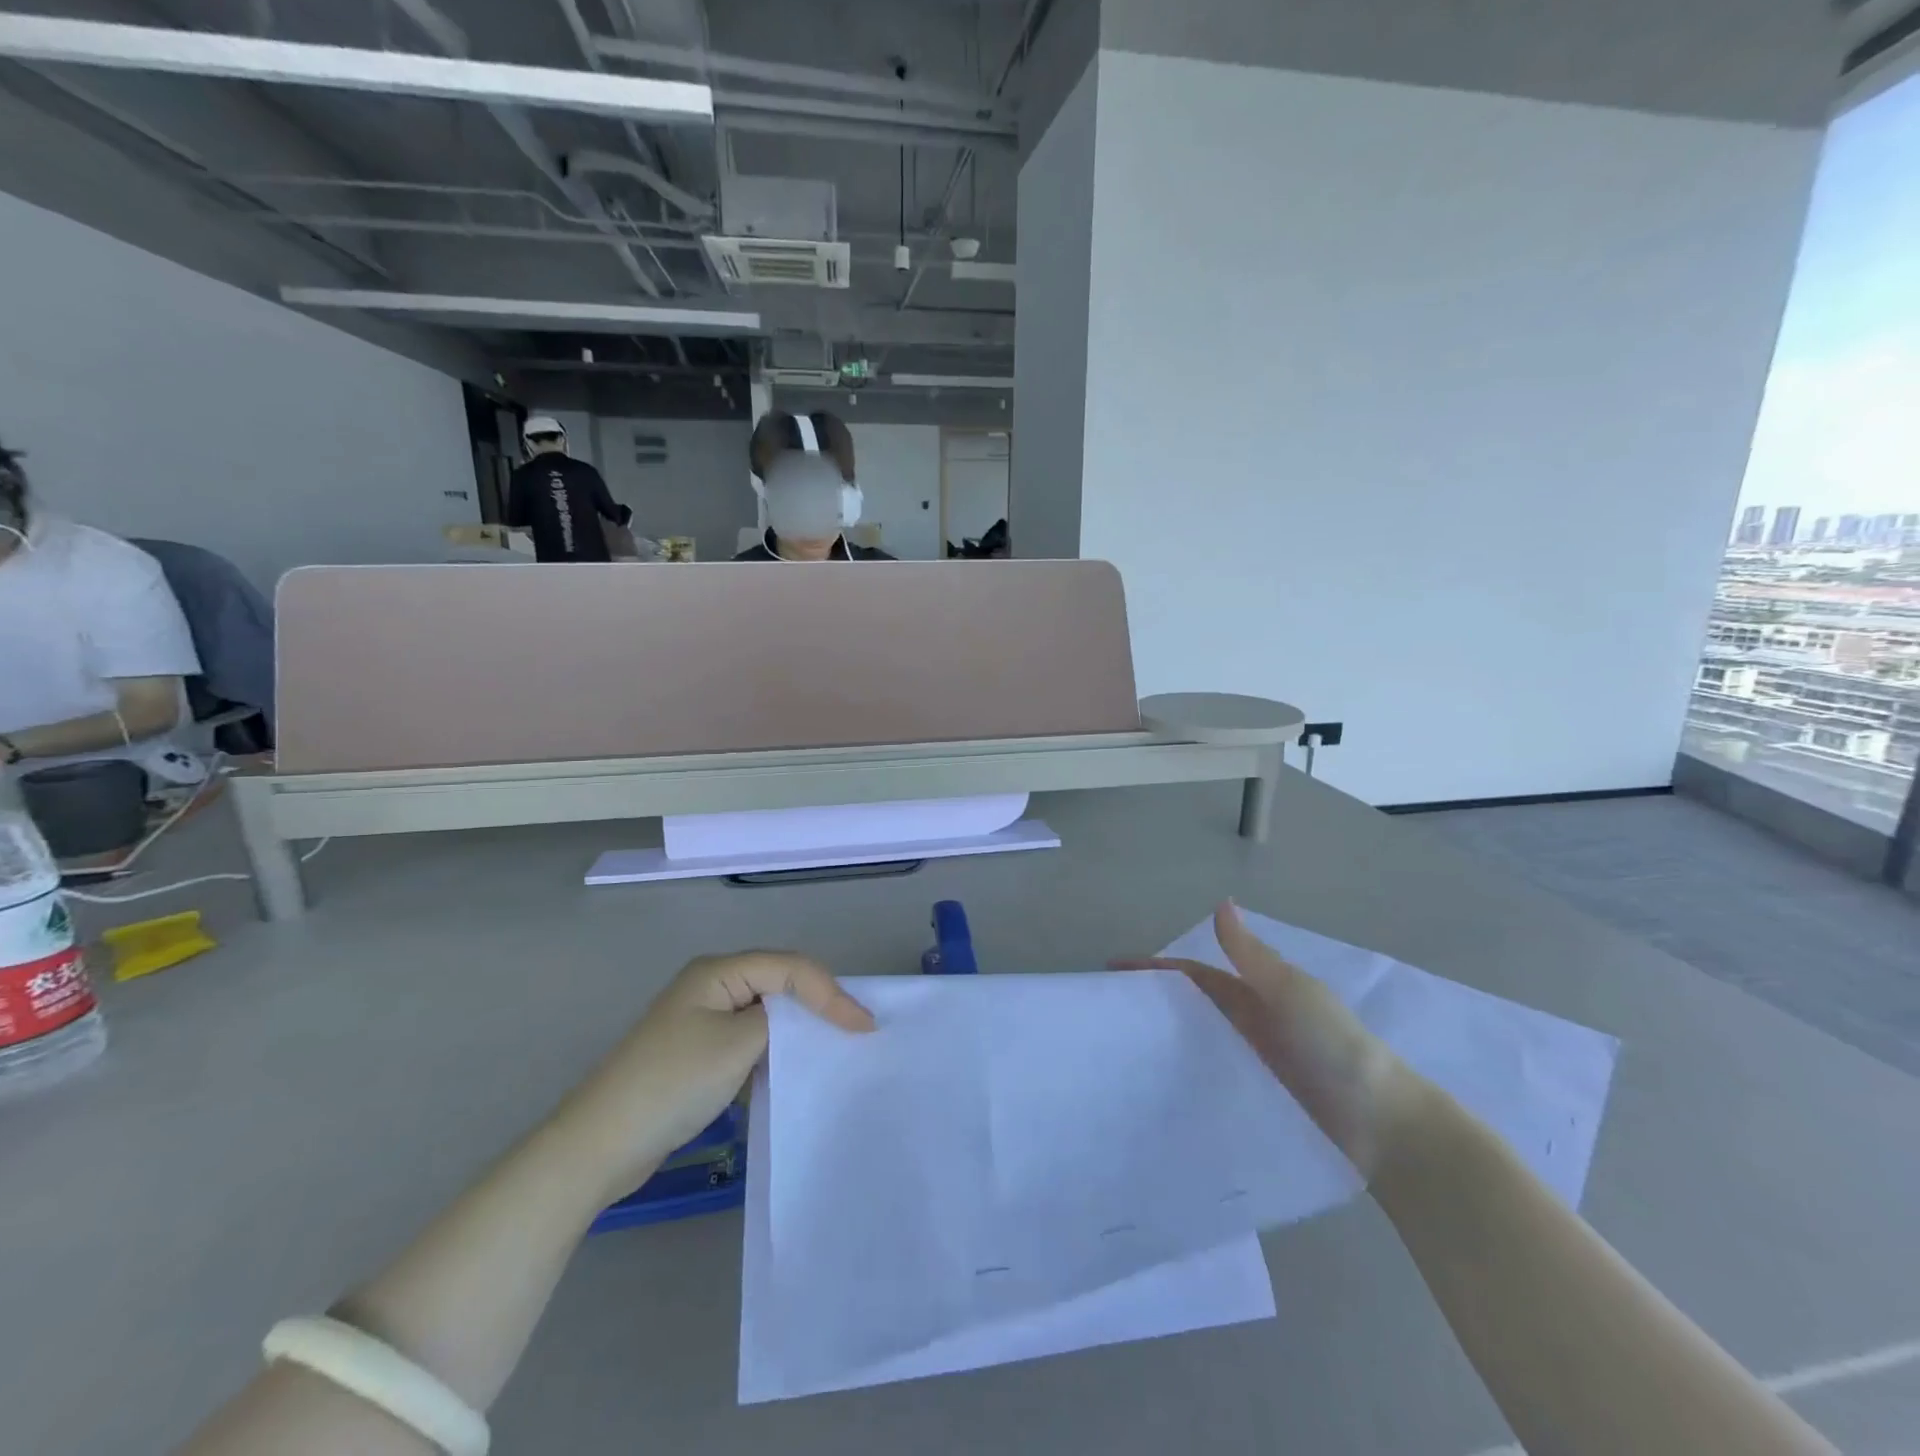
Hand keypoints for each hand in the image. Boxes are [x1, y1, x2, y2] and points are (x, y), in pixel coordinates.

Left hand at [564, 951, 873, 1199]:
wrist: (599, 1144)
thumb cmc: (673, 1083)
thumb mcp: (738, 1044)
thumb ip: (780, 1020)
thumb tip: (798, 1021)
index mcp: (718, 971)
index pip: (790, 967)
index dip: (831, 992)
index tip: (864, 1027)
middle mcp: (711, 984)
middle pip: (779, 982)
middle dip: (818, 1003)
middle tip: (857, 1030)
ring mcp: (701, 1018)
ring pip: (765, 1012)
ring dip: (797, 1028)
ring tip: (834, 1046)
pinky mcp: (696, 1051)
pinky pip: (748, 1038)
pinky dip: (773, 1049)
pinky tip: (790, 1069)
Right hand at [1114, 902, 1429, 1178]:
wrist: (1384, 1126)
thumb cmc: (1333, 1046)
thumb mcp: (1290, 992)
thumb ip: (1251, 955)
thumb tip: (1220, 904)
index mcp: (1256, 991)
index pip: (1193, 973)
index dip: (1155, 968)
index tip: (1111, 971)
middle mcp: (1250, 1022)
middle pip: (1191, 1005)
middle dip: (1152, 1002)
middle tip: (1105, 1015)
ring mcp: (1253, 1062)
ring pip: (1198, 1041)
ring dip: (1165, 1039)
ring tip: (1119, 1054)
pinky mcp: (1256, 1097)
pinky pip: (1212, 1077)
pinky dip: (1186, 1075)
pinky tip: (1159, 1090)